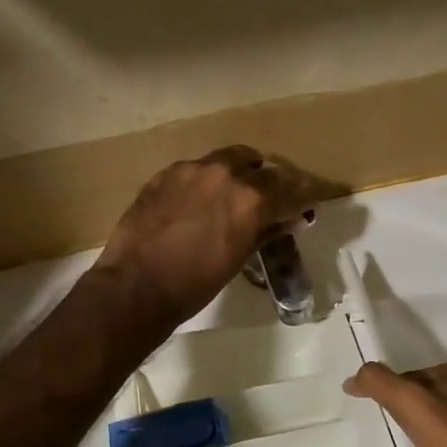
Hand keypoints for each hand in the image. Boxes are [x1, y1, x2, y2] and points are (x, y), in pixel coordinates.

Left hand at [95, 146, 318, 329]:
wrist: (137, 286)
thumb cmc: (196, 283)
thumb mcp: (239, 258)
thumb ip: (267, 231)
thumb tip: (290, 219)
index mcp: (251, 197)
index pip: (290, 189)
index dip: (303, 196)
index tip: (308, 203)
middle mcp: (225, 173)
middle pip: (261, 167)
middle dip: (272, 181)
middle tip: (275, 198)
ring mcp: (192, 169)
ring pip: (228, 160)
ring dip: (240, 172)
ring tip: (239, 191)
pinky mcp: (166, 173)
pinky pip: (198, 169)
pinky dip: (208, 180)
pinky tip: (202, 199)